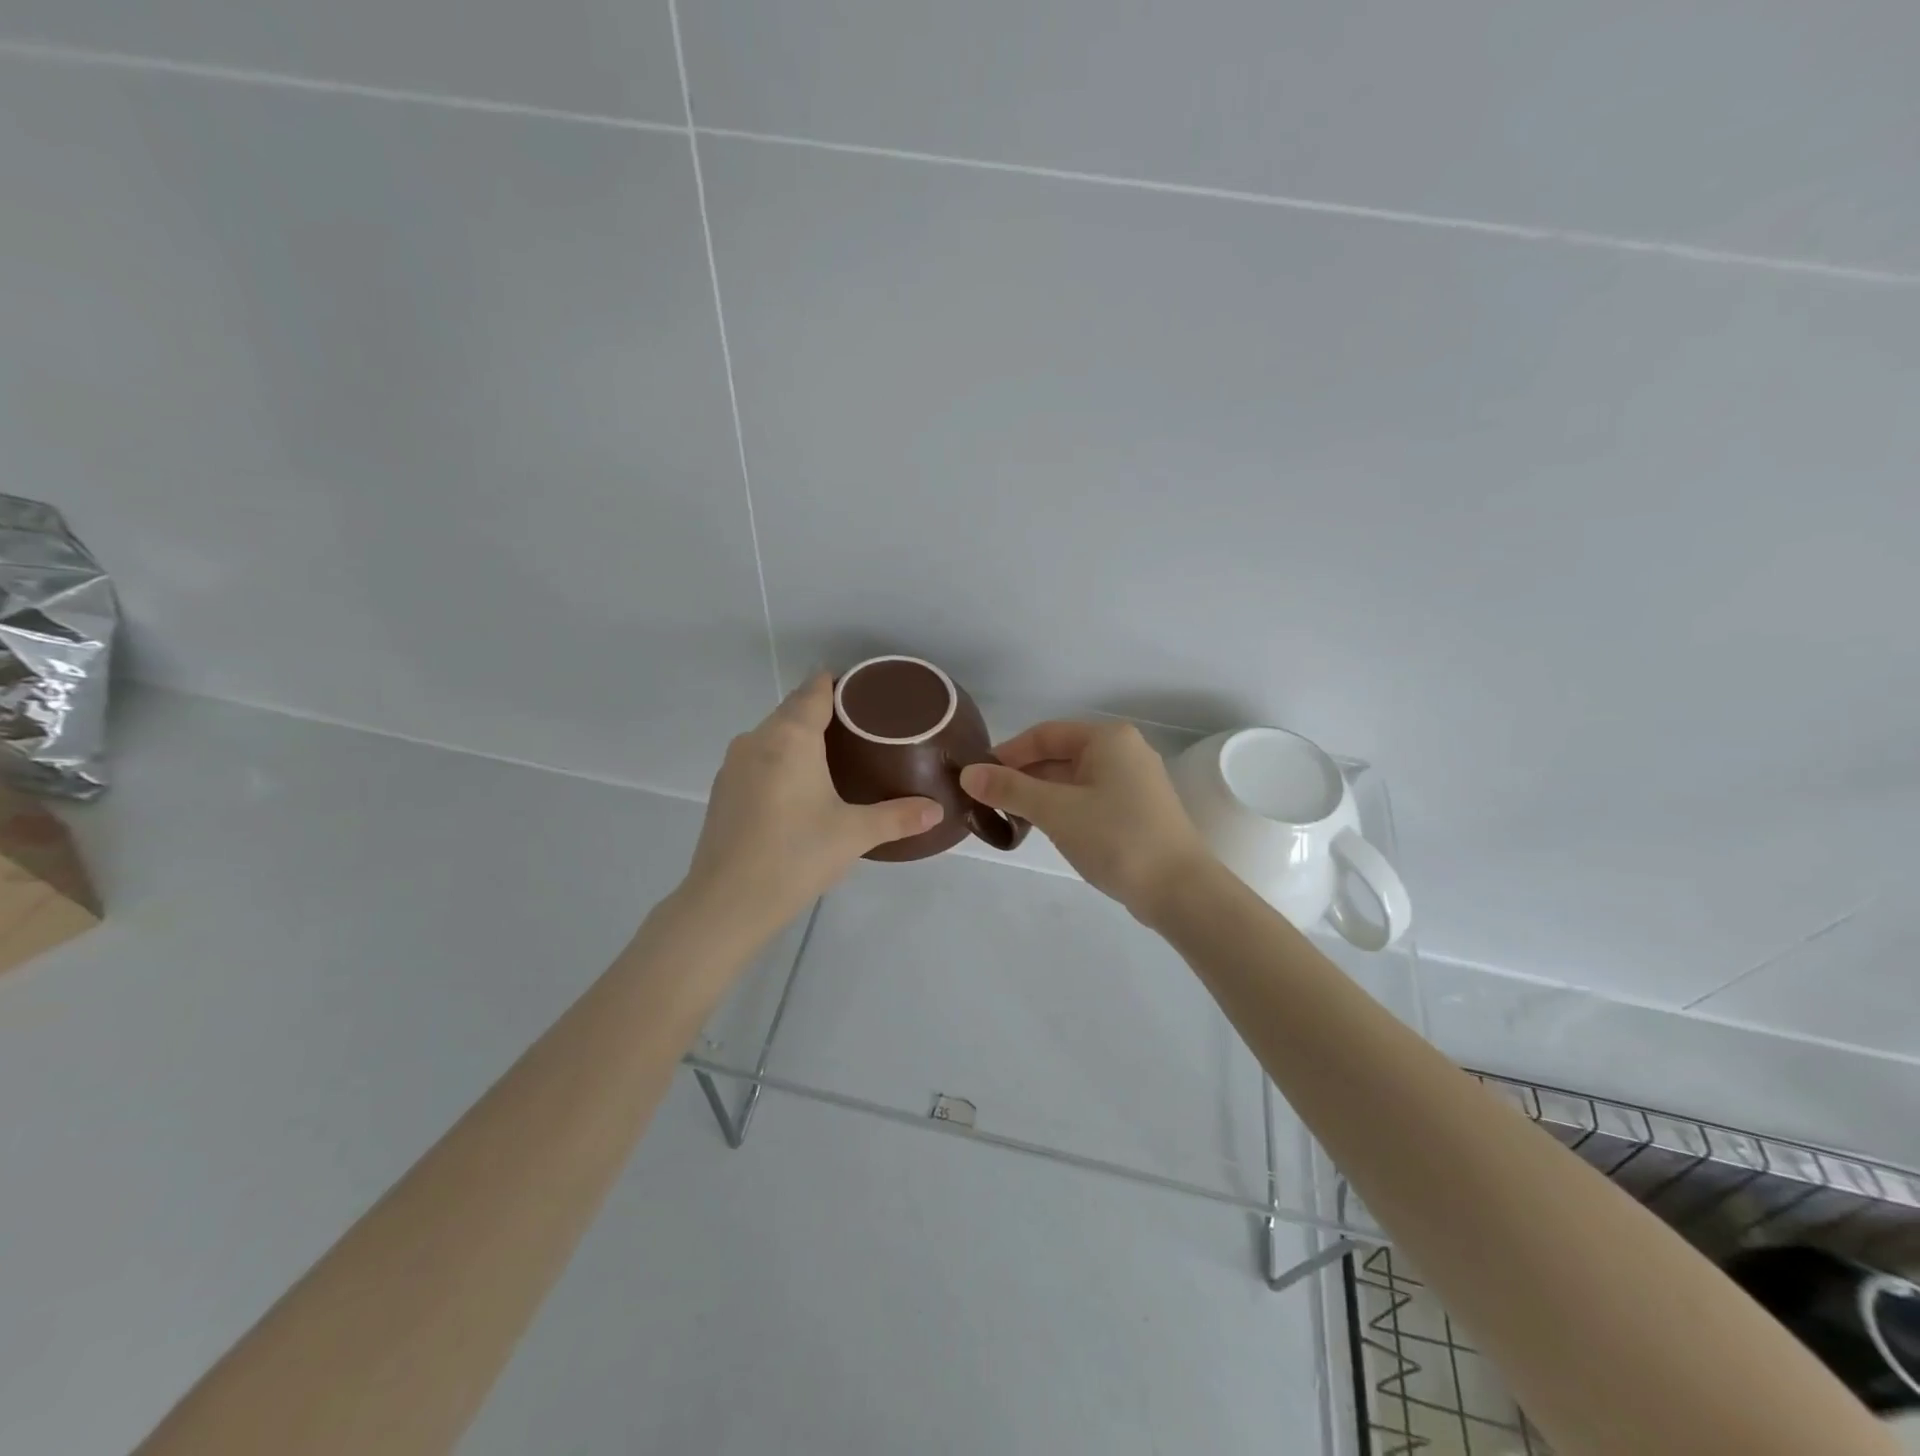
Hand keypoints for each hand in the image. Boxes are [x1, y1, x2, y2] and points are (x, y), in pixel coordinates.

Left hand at [680, 674, 942, 938]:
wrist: (726, 902)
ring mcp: (734, 763)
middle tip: (864, 728)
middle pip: (793, 708)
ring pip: (774, 734)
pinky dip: (781, 759)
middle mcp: (758, 738)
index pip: (815, 689)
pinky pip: (759, 757)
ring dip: (801, 736)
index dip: (841, 683)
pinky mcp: (723, 789)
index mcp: (790, 736)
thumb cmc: (795, 855)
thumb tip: (937, 810)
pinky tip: (800, 787)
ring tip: (837, 756)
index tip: (868, 692)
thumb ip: (898, 817)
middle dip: (825, 711)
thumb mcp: (854, 834)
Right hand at [959, 721, 1212, 921]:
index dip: (1008, 753)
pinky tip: (1045, 829)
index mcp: (1108, 738)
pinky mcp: (1138, 810)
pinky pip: (1090, 798)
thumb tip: (968, 774)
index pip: (1044, 734)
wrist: (1180, 890)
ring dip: (1041, 795)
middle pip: (1059, 755)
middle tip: (988, 801)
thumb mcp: (1055, 810)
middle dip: (1023, 776)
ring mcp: (1134, 782)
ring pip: (1074, 779)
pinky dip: (1063, 808)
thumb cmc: (1116, 838)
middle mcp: (1124, 751)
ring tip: (1010, 818)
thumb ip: (1009, 789)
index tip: (978, 777)